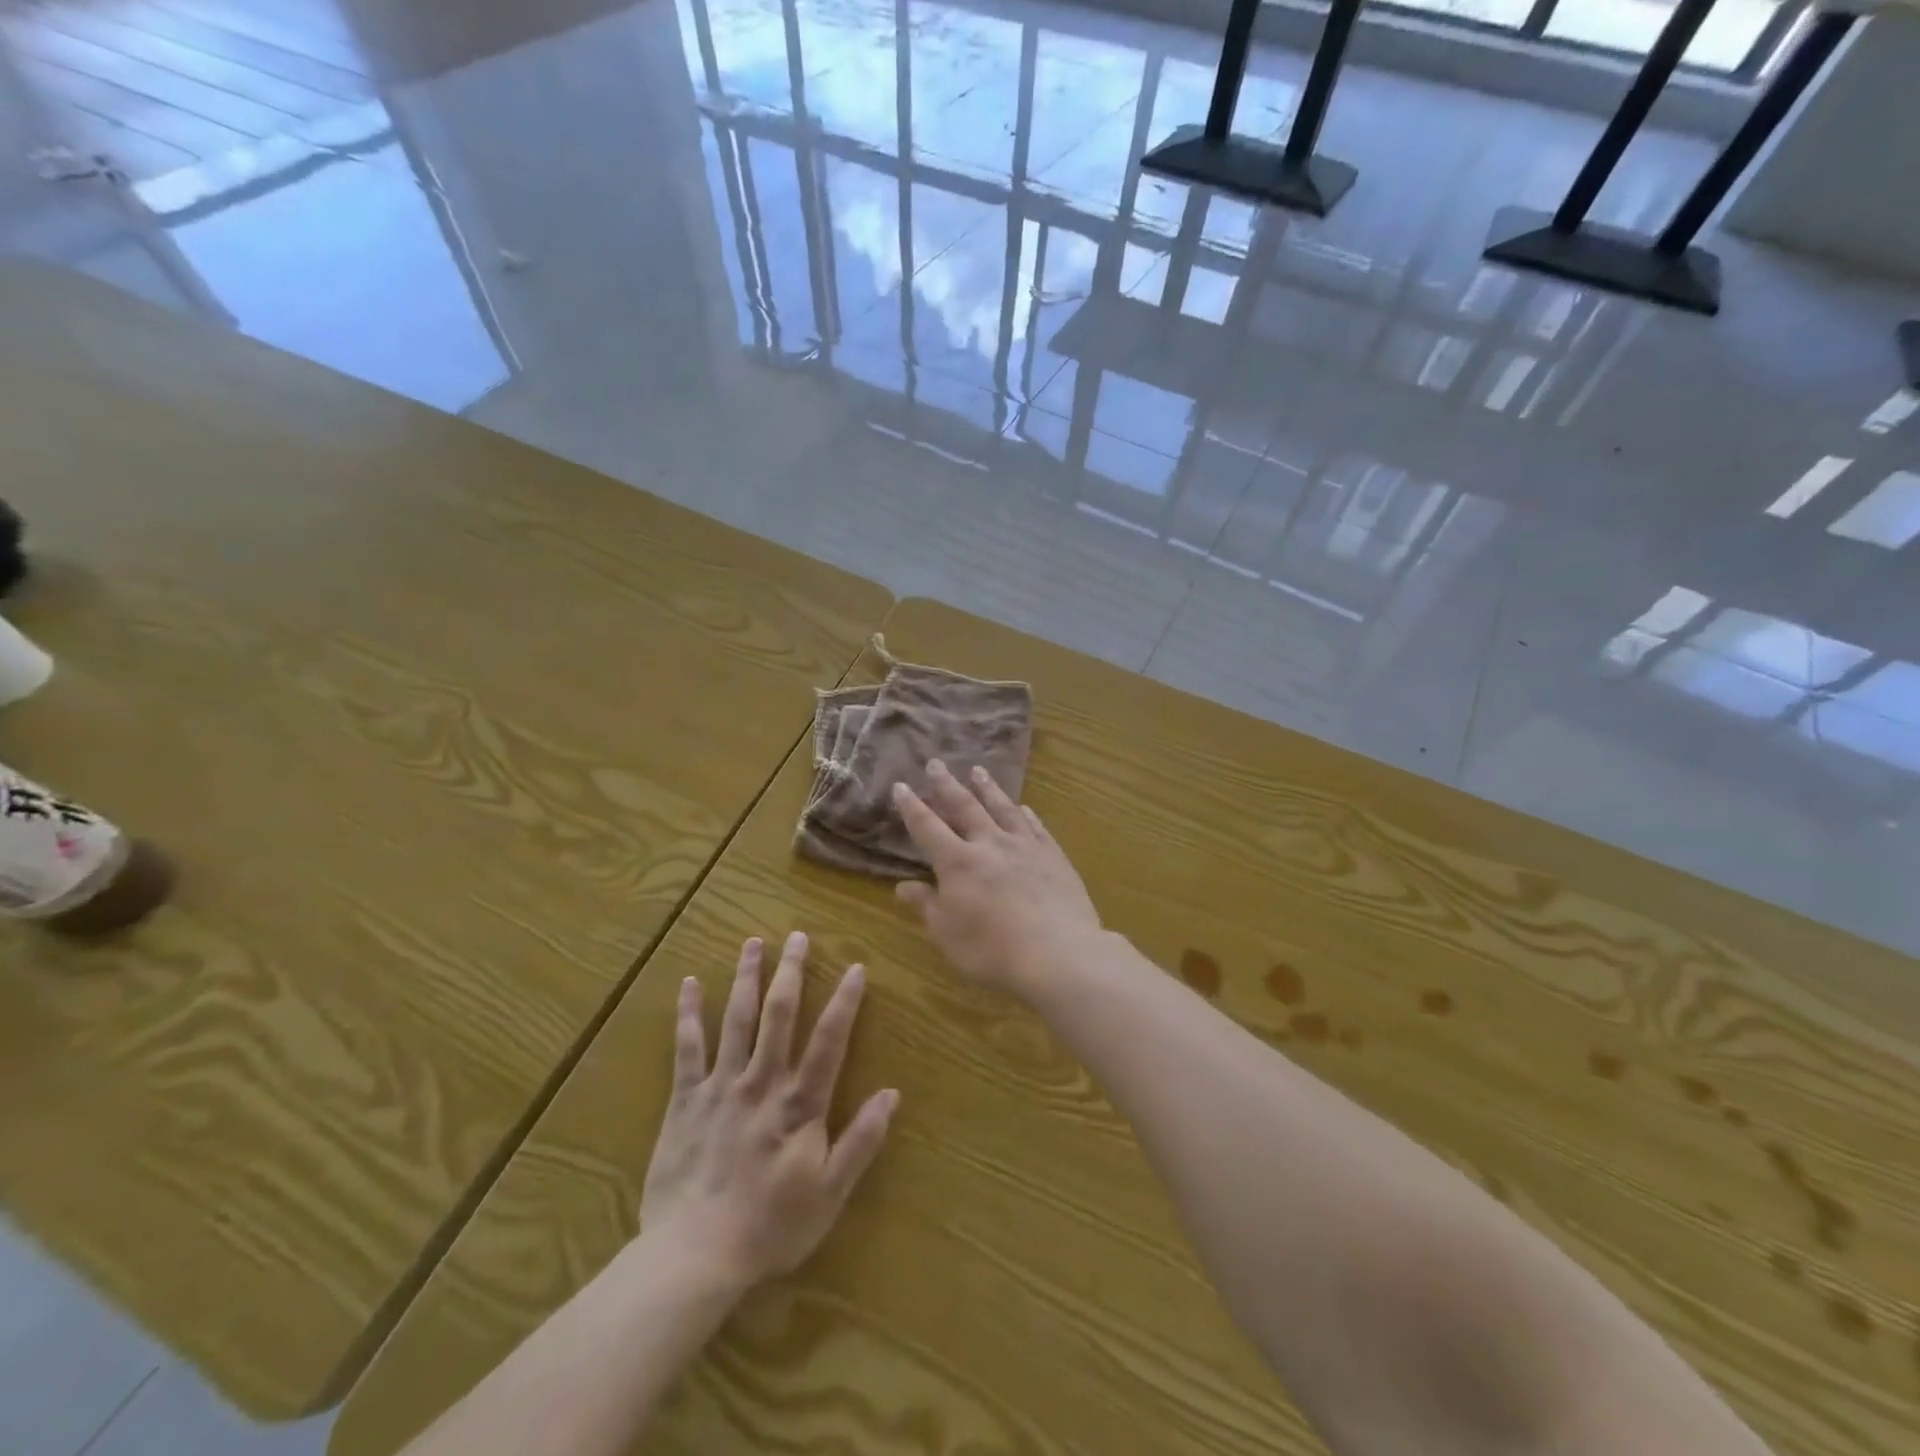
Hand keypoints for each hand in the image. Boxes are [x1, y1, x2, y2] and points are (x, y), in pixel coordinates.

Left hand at [639, 932, 896, 1294]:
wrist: (693, 1257)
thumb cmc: (770, 1227)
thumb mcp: (830, 1193)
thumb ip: (861, 1140)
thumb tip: (892, 1093)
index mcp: (799, 1103)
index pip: (829, 1040)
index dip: (844, 1002)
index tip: (855, 967)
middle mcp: (761, 1082)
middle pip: (779, 1015)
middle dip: (790, 972)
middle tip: (797, 935)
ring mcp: (721, 1086)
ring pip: (736, 1019)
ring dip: (746, 977)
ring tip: (753, 942)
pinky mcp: (686, 1100)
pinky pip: (688, 1049)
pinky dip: (689, 1014)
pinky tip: (691, 983)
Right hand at [892, 761, 1103, 992]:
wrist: (1058, 953)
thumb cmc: (993, 950)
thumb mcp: (947, 934)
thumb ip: (926, 906)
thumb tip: (902, 886)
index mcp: (958, 862)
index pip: (927, 827)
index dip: (912, 807)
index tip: (901, 786)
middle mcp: (989, 843)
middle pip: (965, 806)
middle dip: (947, 785)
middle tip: (937, 763)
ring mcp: (1025, 846)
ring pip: (1002, 808)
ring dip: (988, 788)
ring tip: (978, 771)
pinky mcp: (1053, 855)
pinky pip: (1035, 826)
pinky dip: (1025, 814)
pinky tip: (1023, 807)